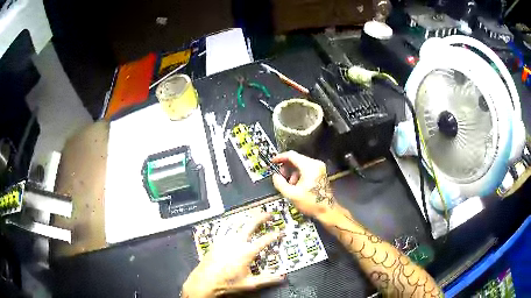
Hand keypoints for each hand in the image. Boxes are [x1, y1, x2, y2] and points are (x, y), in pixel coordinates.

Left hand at [182, 212, 285, 297]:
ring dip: (247, 217)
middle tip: (269, 214)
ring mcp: (225, 239)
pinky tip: (233, 220)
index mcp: (246, 252)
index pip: (264, 240)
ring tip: (253, 214)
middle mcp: (236, 242)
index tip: (281, 232)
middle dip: (261, 217)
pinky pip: (224, 226)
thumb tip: (283, 277)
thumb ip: (267, 279)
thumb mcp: (250, 284)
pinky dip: (231, 221)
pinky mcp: (216, 240)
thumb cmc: (228, 283)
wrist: (205, 281)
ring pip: (237, 223)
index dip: (275, 235)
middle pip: (251, 225)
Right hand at [272, 151, 334, 217]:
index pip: (291, 155)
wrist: (327, 210)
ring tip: (290, 184)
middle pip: (296, 158)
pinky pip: (305, 168)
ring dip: (292, 172)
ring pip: (300, 164)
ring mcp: (319, 168)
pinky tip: (296, 185)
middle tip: (281, 177)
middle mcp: (315, 164)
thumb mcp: (291, 194)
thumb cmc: (311, 203)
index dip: (280, 157)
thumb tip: (275, 176)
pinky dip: (298, 174)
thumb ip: (280, 183)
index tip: (273, 161)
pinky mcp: (320, 172)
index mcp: (309, 167)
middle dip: (286, 167)